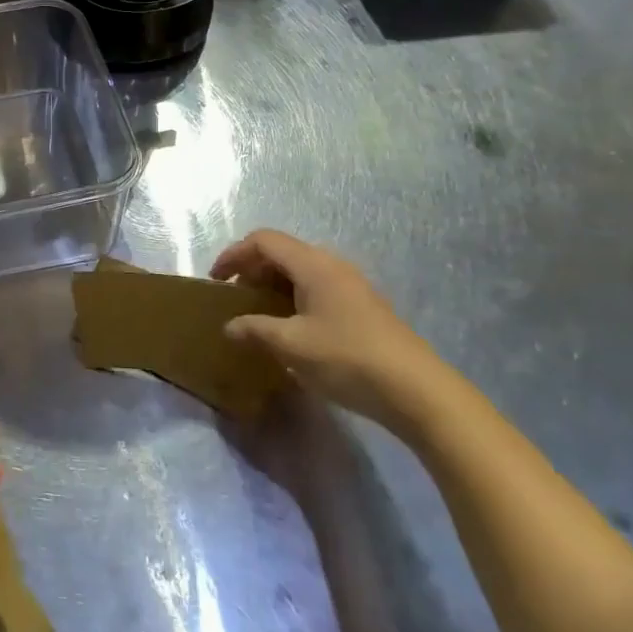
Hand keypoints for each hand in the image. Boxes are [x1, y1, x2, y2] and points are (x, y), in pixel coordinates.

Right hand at [210, 229, 455, 438]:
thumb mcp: (290, 345)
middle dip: (252, 270)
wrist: (417, 391)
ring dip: (273, 285)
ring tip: (258, 314)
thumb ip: (254, 330)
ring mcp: (351, 285)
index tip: (215, 281)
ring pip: (300, 271)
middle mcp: (332, 265)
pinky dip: (293, 298)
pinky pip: (316, 288)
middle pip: (282, 252)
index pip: (264, 241)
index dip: (234, 255)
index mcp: (313, 264)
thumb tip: (229, 326)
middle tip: (235, 298)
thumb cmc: (347, 358)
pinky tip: (291, 328)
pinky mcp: (362, 307)